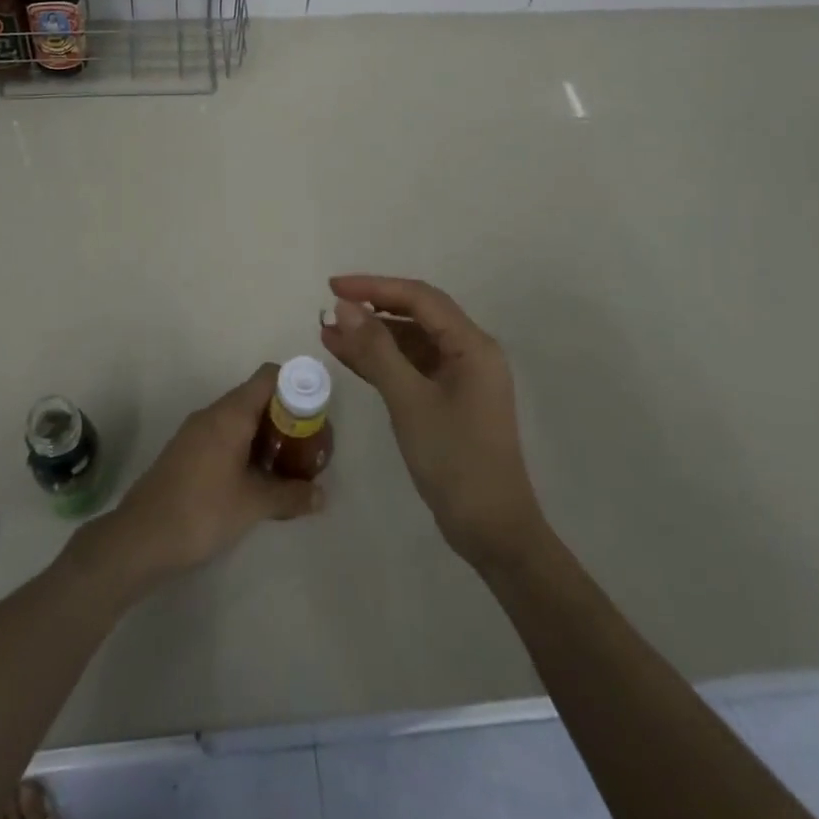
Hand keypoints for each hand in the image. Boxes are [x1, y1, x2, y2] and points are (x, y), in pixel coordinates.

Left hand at [71, 364, 323, 592]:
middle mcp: (212, 413)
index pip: (269, 377)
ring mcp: (196, 432)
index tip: (316, 413)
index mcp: (230, 414)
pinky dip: (246, 447)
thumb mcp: (253, 504)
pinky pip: (224, 435)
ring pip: (240, 419)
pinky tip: (256, 479)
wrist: (140, 538)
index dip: (296, 386)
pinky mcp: (186, 452)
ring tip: (288, 464)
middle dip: (286, 416)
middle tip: (308, 445)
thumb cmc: (202, 511)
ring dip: (266, 435)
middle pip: (257, 397)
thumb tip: (322, 496)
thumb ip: (291, 495)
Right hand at [321, 274, 543, 568]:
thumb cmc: (454, 460)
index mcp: (472, 345)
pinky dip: (380, 362)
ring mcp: (459, 378)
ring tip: (327, 332)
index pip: (419, 298)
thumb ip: (376, 350)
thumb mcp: (409, 400)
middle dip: (371, 310)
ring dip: (371, 337)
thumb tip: (344, 307)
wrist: (491, 531)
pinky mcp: (447, 401)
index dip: (374, 287)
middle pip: (415, 316)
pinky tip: (347, 356)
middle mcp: (470, 353)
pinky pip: (410, 368)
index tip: (333, 287)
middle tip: (329, 307)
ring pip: (409, 343)